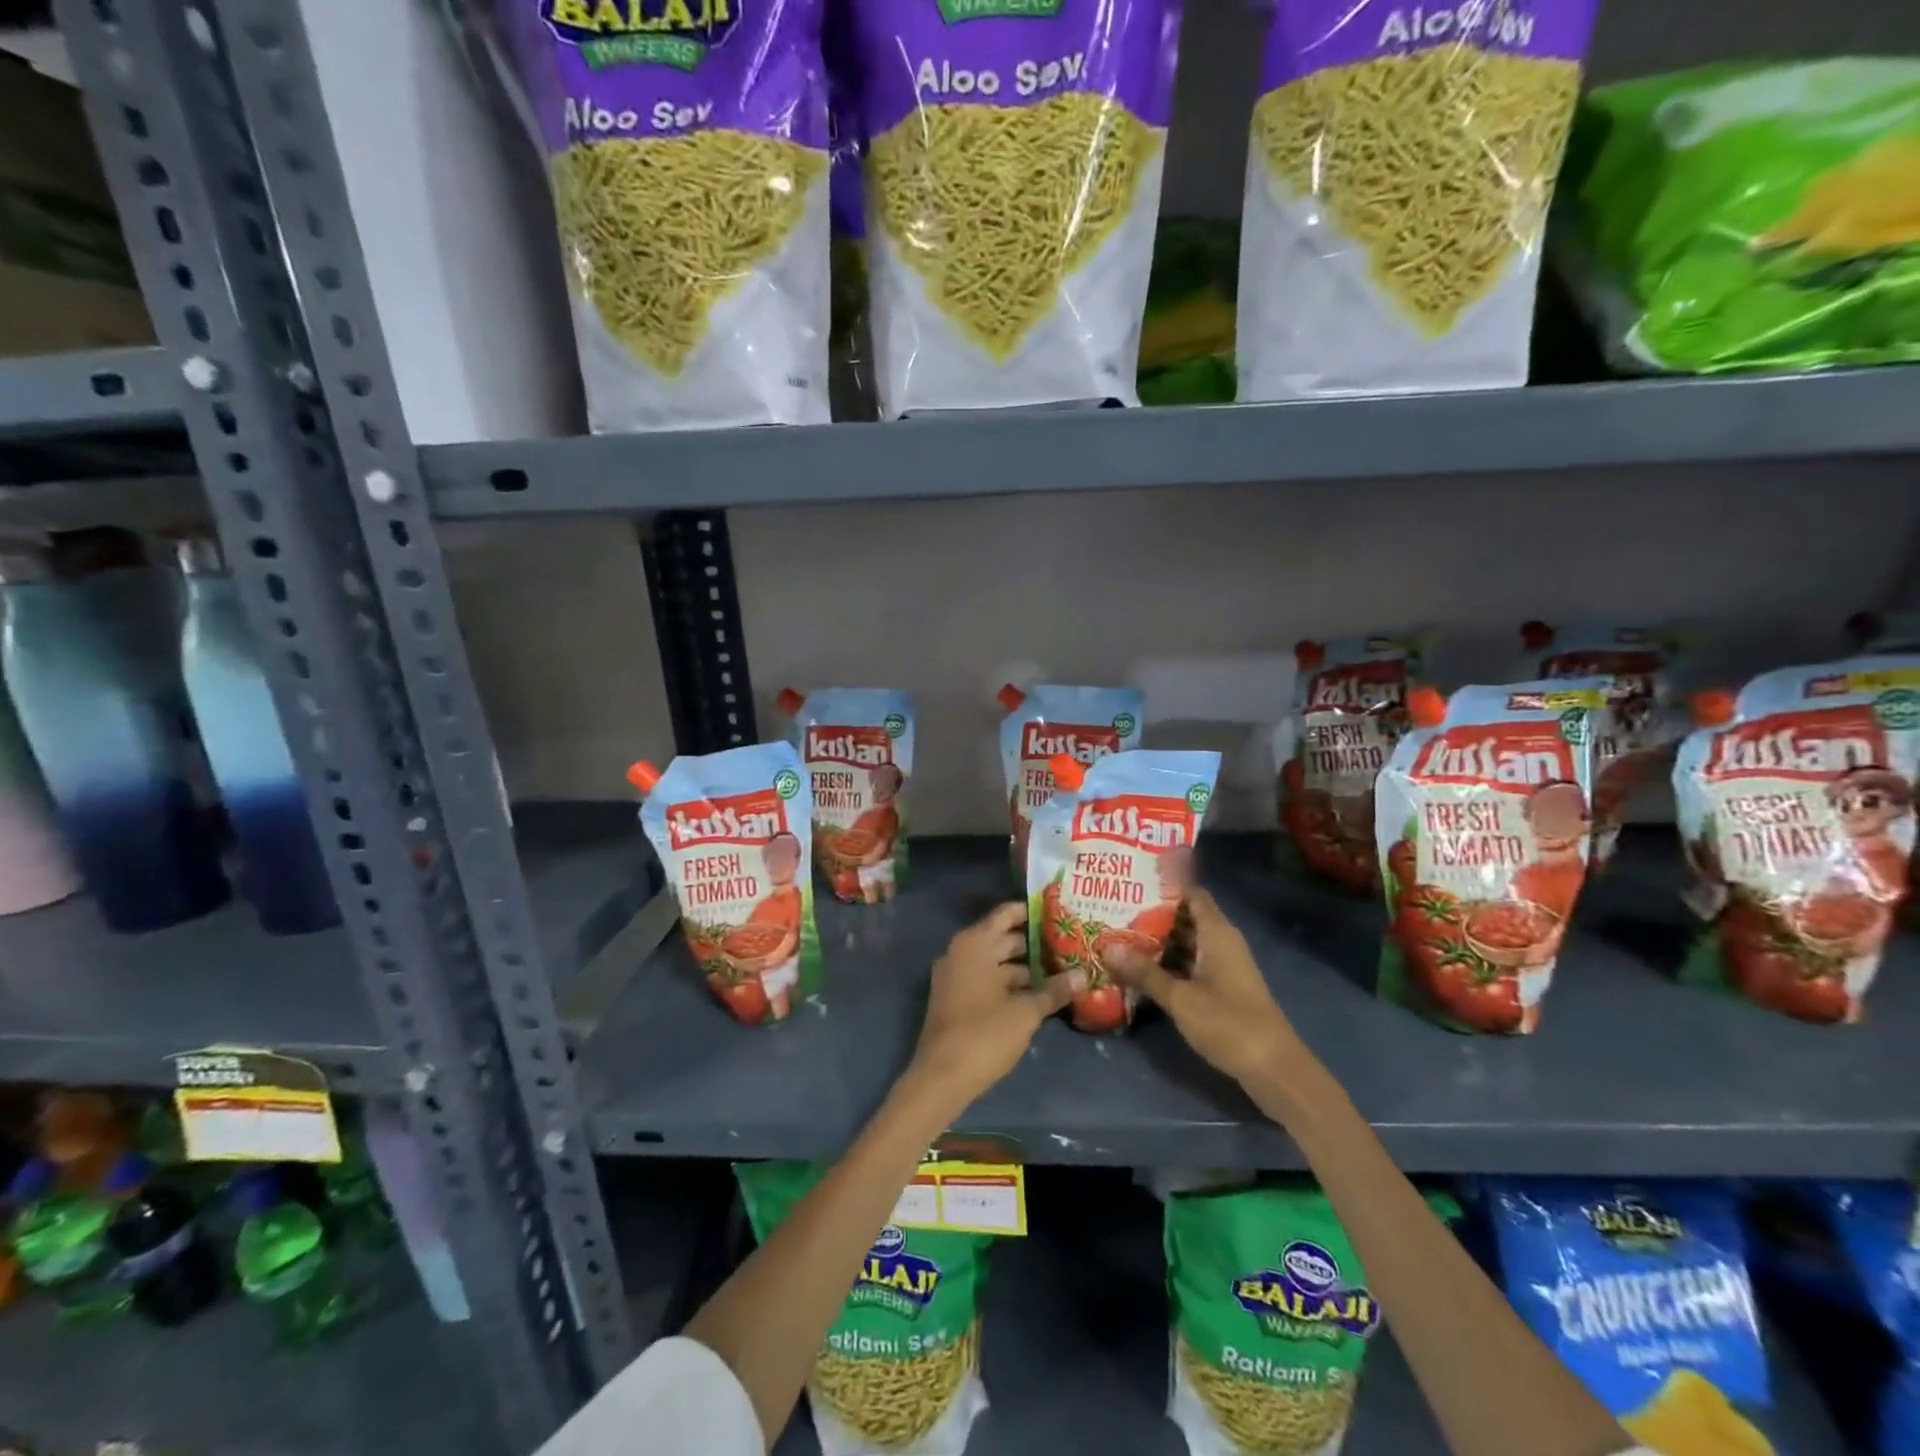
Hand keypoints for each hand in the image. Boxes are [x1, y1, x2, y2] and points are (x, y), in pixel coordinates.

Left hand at [904, 902, 1079, 1111]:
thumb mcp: (1026, 1012)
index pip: (1006, 914)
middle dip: (1033, 942)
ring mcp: (955, 976)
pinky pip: (986, 979)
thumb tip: (1083, 975)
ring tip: (1060, 970)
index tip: (1059, 912)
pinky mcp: (956, 999)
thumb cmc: (984, 1034)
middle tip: (1068, 944)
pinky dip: (1009, 983)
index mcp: (974, 944)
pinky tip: (1037, 994)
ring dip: (1024, 967)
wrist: (942, 1077)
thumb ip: (1054, 991)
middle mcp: (961, 952)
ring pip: (995, 962)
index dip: (1032, 912)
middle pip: (1002, 938)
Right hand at [1107, 889, 1301, 1086]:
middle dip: (1152, 915)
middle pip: (1185, 917)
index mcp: (1217, 933)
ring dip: (1158, 941)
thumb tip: (1107, 947)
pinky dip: (1168, 963)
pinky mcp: (1222, 988)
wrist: (1274, 1069)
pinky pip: (1191, 963)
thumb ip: (1144, 972)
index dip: (1164, 885)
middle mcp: (1222, 942)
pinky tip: (1141, 970)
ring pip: (1186, 943)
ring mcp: (1223, 966)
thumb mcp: (1180, 998)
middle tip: (1114, 911)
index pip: (1191, 893)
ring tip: (1119, 937)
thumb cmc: (1229, 1024)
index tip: (1131, 883)